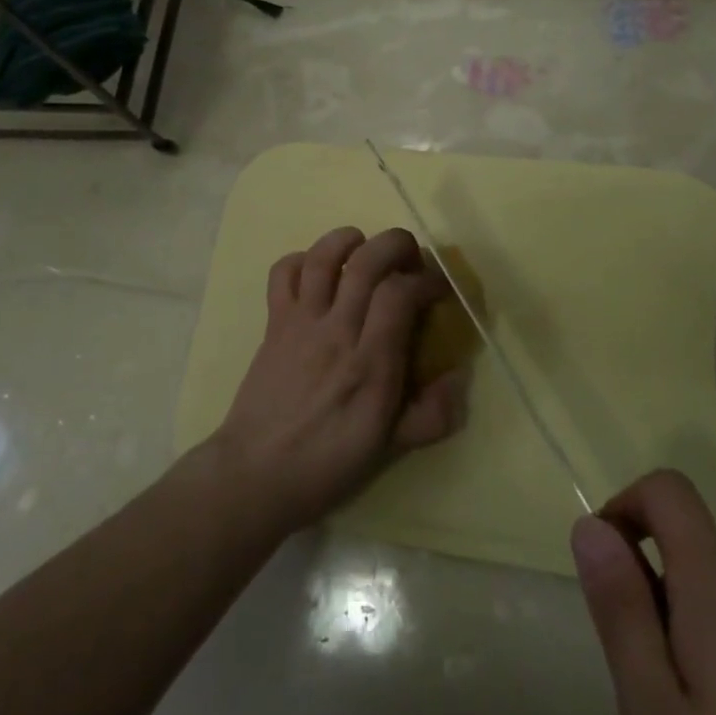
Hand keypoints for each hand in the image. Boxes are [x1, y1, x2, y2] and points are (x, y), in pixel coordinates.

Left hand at [211, 226, 470, 533]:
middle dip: (396, 244)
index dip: (426, 280)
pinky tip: (317, 271)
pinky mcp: (274, 322)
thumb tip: (460, 377)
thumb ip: (432, 415)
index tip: (438, 288)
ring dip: (348, 239)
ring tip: (364, 246)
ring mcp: (301, 323)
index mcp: (370, 365)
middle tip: (410, 257)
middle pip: (366, 262)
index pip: (400, 295)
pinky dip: (301, 259)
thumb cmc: (327, 464)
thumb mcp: (389, 449)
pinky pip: (282, 274)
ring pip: (323, 258)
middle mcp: (337, 332)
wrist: (255, 475)